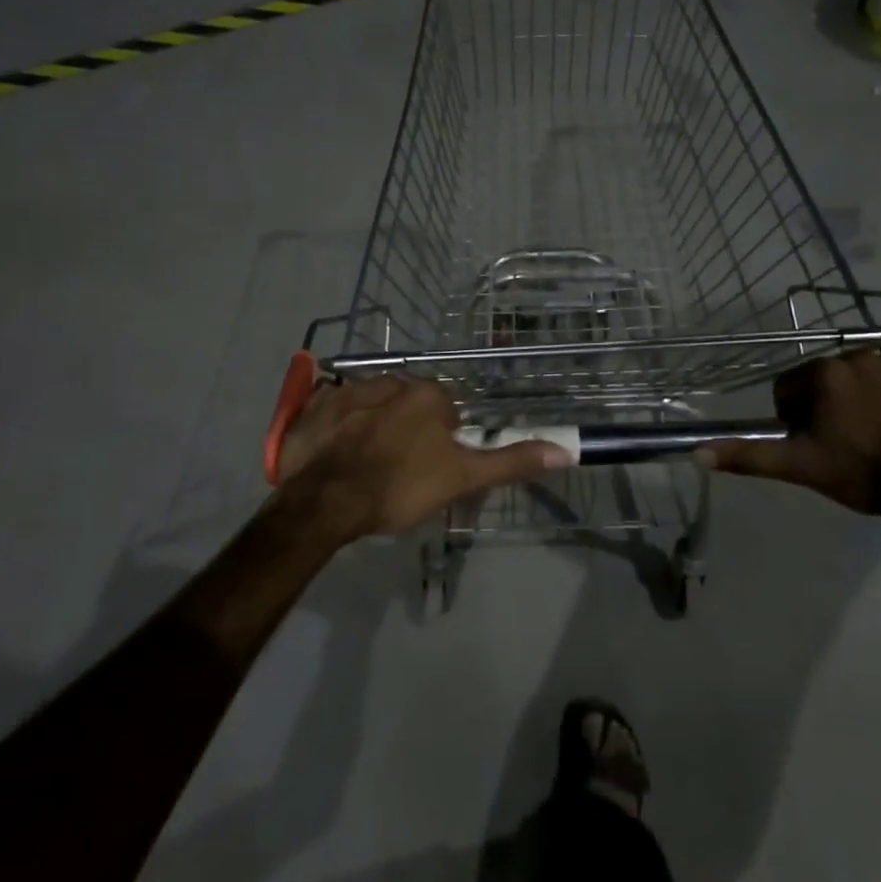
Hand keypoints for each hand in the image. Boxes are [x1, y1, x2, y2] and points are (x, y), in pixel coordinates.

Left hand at [275, 377, 570, 539]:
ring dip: (372, 426)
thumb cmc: (400, 487)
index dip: (442, 442)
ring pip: (372, 405)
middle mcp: (390, 380)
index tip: (430, 469)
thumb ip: (510, 462)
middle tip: (399, 471)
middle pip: (408, 405)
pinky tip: (333, 455)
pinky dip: (336, 427)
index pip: (446, 411)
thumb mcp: (462, 479)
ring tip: (364, 466)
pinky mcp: (314, 405)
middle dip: (407, 431)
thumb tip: (565, 450)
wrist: (325, 501)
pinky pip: (334, 410)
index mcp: (427, 394)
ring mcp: (348, 390)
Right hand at [697, 352, 880, 515]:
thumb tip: (697, 453)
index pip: (789, 388)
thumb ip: (749, 456)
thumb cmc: (866, 473)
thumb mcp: (802, 467)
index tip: (813, 444)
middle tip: (845, 443)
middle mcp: (860, 356)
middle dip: (830, 406)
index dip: (794, 418)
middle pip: (829, 380)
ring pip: (868, 378)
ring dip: (866, 399)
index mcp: (825, 373)